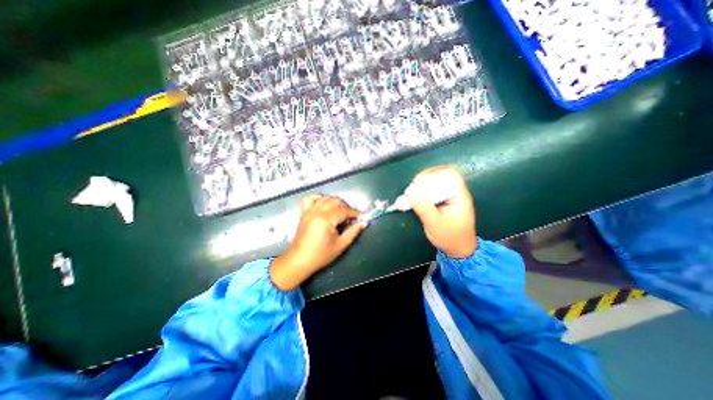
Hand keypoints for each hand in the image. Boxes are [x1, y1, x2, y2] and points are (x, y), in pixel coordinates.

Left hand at [270, 194, 364, 289]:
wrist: (299, 261)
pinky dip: (319, 199)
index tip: (362, 217)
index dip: (355, 213)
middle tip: (351, 218)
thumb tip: (363, 222)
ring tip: (340, 212)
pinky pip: (311, 199)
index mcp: (326, 219)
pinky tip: (324, 205)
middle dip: (346, 207)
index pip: (344, 211)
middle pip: (335, 201)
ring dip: (335, 202)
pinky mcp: (304, 213)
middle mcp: (317, 211)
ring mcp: (309, 211)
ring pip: (325, 198)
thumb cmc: (320, 255)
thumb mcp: (340, 245)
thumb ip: (353, 232)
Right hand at [403, 166, 474, 257]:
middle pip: (441, 175)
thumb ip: (423, 206)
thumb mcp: (434, 223)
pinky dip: (423, 193)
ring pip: (436, 183)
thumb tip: (410, 191)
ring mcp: (450, 197)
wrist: (459, 250)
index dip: (433, 173)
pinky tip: (416, 199)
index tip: (418, 182)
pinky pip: (433, 191)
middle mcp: (456, 192)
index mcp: (459, 195)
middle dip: (425, 180)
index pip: (449, 173)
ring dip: (422, 186)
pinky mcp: (444, 202)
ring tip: (412, 194)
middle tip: (412, 189)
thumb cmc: (449, 237)